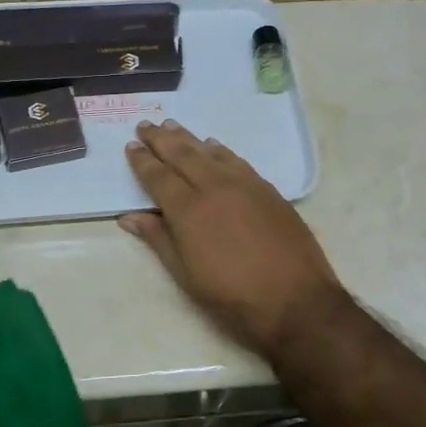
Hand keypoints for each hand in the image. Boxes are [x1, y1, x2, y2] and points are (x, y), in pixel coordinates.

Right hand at [120, 119, 347, 358]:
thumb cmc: (232, 296)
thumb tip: (129, 217)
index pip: (158, 176)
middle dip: (161, 139)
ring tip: (172, 126)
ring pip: (210, 152)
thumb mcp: (186, 275)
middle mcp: (214, 187)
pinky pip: (237, 160)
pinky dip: (220, 150)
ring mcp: (244, 185)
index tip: (131, 146)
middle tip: (146, 125)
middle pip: (182, 155)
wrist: (296, 301)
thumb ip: (158, 239)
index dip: (142, 161)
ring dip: (188, 138)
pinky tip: (214, 146)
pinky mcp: (268, 190)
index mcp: (188, 210)